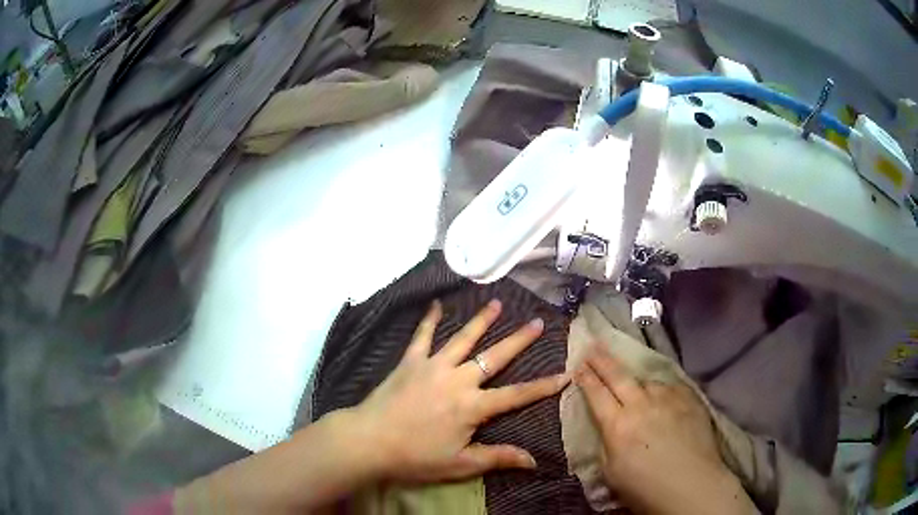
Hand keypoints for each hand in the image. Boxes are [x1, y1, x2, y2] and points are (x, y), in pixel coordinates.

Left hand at [346, 299, 568, 482]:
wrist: (369, 441)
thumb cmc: (416, 456)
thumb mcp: (460, 464)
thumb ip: (498, 458)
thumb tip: (534, 460)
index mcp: (473, 406)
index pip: (517, 395)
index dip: (543, 386)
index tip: (566, 374)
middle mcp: (458, 380)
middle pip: (495, 357)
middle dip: (519, 340)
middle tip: (538, 322)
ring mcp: (433, 366)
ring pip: (463, 339)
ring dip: (482, 320)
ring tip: (498, 303)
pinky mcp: (410, 361)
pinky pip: (422, 336)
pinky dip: (429, 320)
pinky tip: (436, 304)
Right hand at [576, 347, 757, 514]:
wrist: (692, 485)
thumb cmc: (645, 488)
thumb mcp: (611, 473)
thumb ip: (607, 444)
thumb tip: (609, 427)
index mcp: (617, 425)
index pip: (596, 394)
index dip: (586, 378)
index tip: (578, 365)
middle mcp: (641, 405)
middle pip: (618, 376)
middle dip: (602, 359)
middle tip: (594, 344)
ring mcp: (668, 398)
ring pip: (646, 381)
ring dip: (636, 380)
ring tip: (634, 383)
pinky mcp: (688, 398)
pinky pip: (669, 387)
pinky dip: (660, 390)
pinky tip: (661, 396)